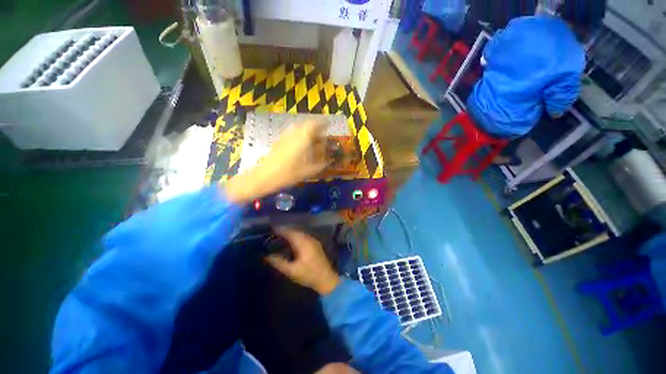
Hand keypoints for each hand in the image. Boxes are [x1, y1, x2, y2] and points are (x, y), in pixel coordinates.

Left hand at [225, 120, 328, 202]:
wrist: (264, 176)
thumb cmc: (288, 174)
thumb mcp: (308, 171)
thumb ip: (321, 164)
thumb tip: (329, 160)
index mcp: (303, 138)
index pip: (315, 124)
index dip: (323, 122)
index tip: (329, 123)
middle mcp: (294, 133)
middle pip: (306, 124)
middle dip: (316, 126)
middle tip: (322, 132)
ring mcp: (285, 136)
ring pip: (299, 127)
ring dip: (307, 129)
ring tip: (313, 137)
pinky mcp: (279, 140)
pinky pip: (292, 132)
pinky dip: (299, 134)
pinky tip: (301, 143)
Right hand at [266, 228, 340, 294]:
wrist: (326, 278)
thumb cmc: (308, 274)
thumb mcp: (291, 271)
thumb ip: (279, 263)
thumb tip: (267, 256)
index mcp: (302, 242)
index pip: (289, 232)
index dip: (280, 229)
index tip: (270, 229)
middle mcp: (308, 238)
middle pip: (294, 231)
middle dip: (284, 231)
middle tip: (274, 234)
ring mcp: (313, 240)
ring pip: (300, 233)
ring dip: (291, 233)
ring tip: (281, 237)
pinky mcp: (316, 244)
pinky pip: (304, 236)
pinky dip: (296, 237)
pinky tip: (292, 242)